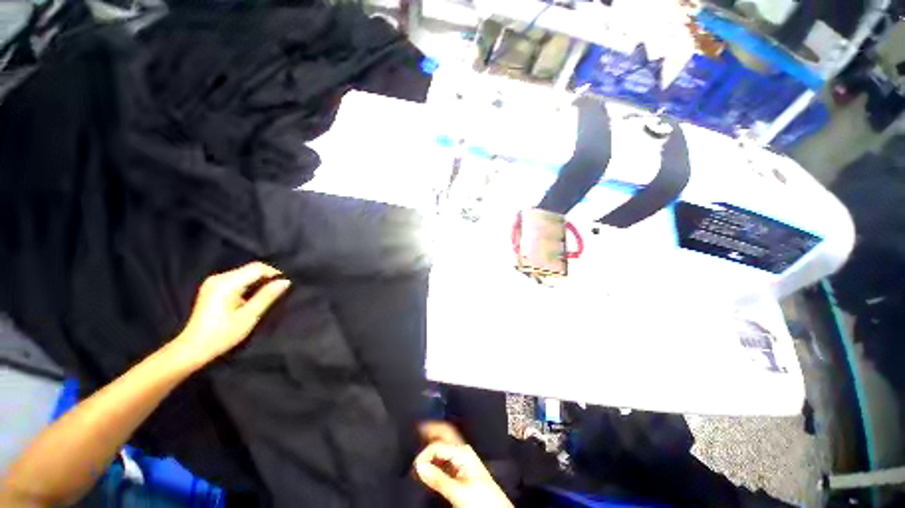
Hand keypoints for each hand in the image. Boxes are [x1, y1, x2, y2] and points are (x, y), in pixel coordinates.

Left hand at [169, 262, 290, 367]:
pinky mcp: (212, 288)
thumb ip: (267, 296)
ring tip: (267, 294)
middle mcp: (219, 277)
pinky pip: (236, 279)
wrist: (192, 348)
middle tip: (278, 291)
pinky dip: (248, 284)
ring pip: (244, 273)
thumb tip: (286, 281)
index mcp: (227, 283)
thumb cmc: (222, 334)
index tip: (285, 285)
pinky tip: (252, 296)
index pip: (257, 268)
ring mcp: (213, 282)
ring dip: (258, 281)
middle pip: (250, 269)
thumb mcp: (249, 316)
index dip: (274, 273)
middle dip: (267, 277)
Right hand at [414, 425, 511, 507]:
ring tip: (422, 437)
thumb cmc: (482, 499)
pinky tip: (432, 457)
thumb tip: (419, 466)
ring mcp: (464, 458)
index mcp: (463, 452)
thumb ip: (438, 479)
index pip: (438, 445)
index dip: (424, 454)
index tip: (415, 467)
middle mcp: (463, 451)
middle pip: (446, 433)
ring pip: (446, 443)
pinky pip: (447, 455)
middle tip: (418, 427)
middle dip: (433, 428)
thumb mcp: (458, 491)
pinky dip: (438, 453)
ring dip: (435, 440)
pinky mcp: (463, 468)